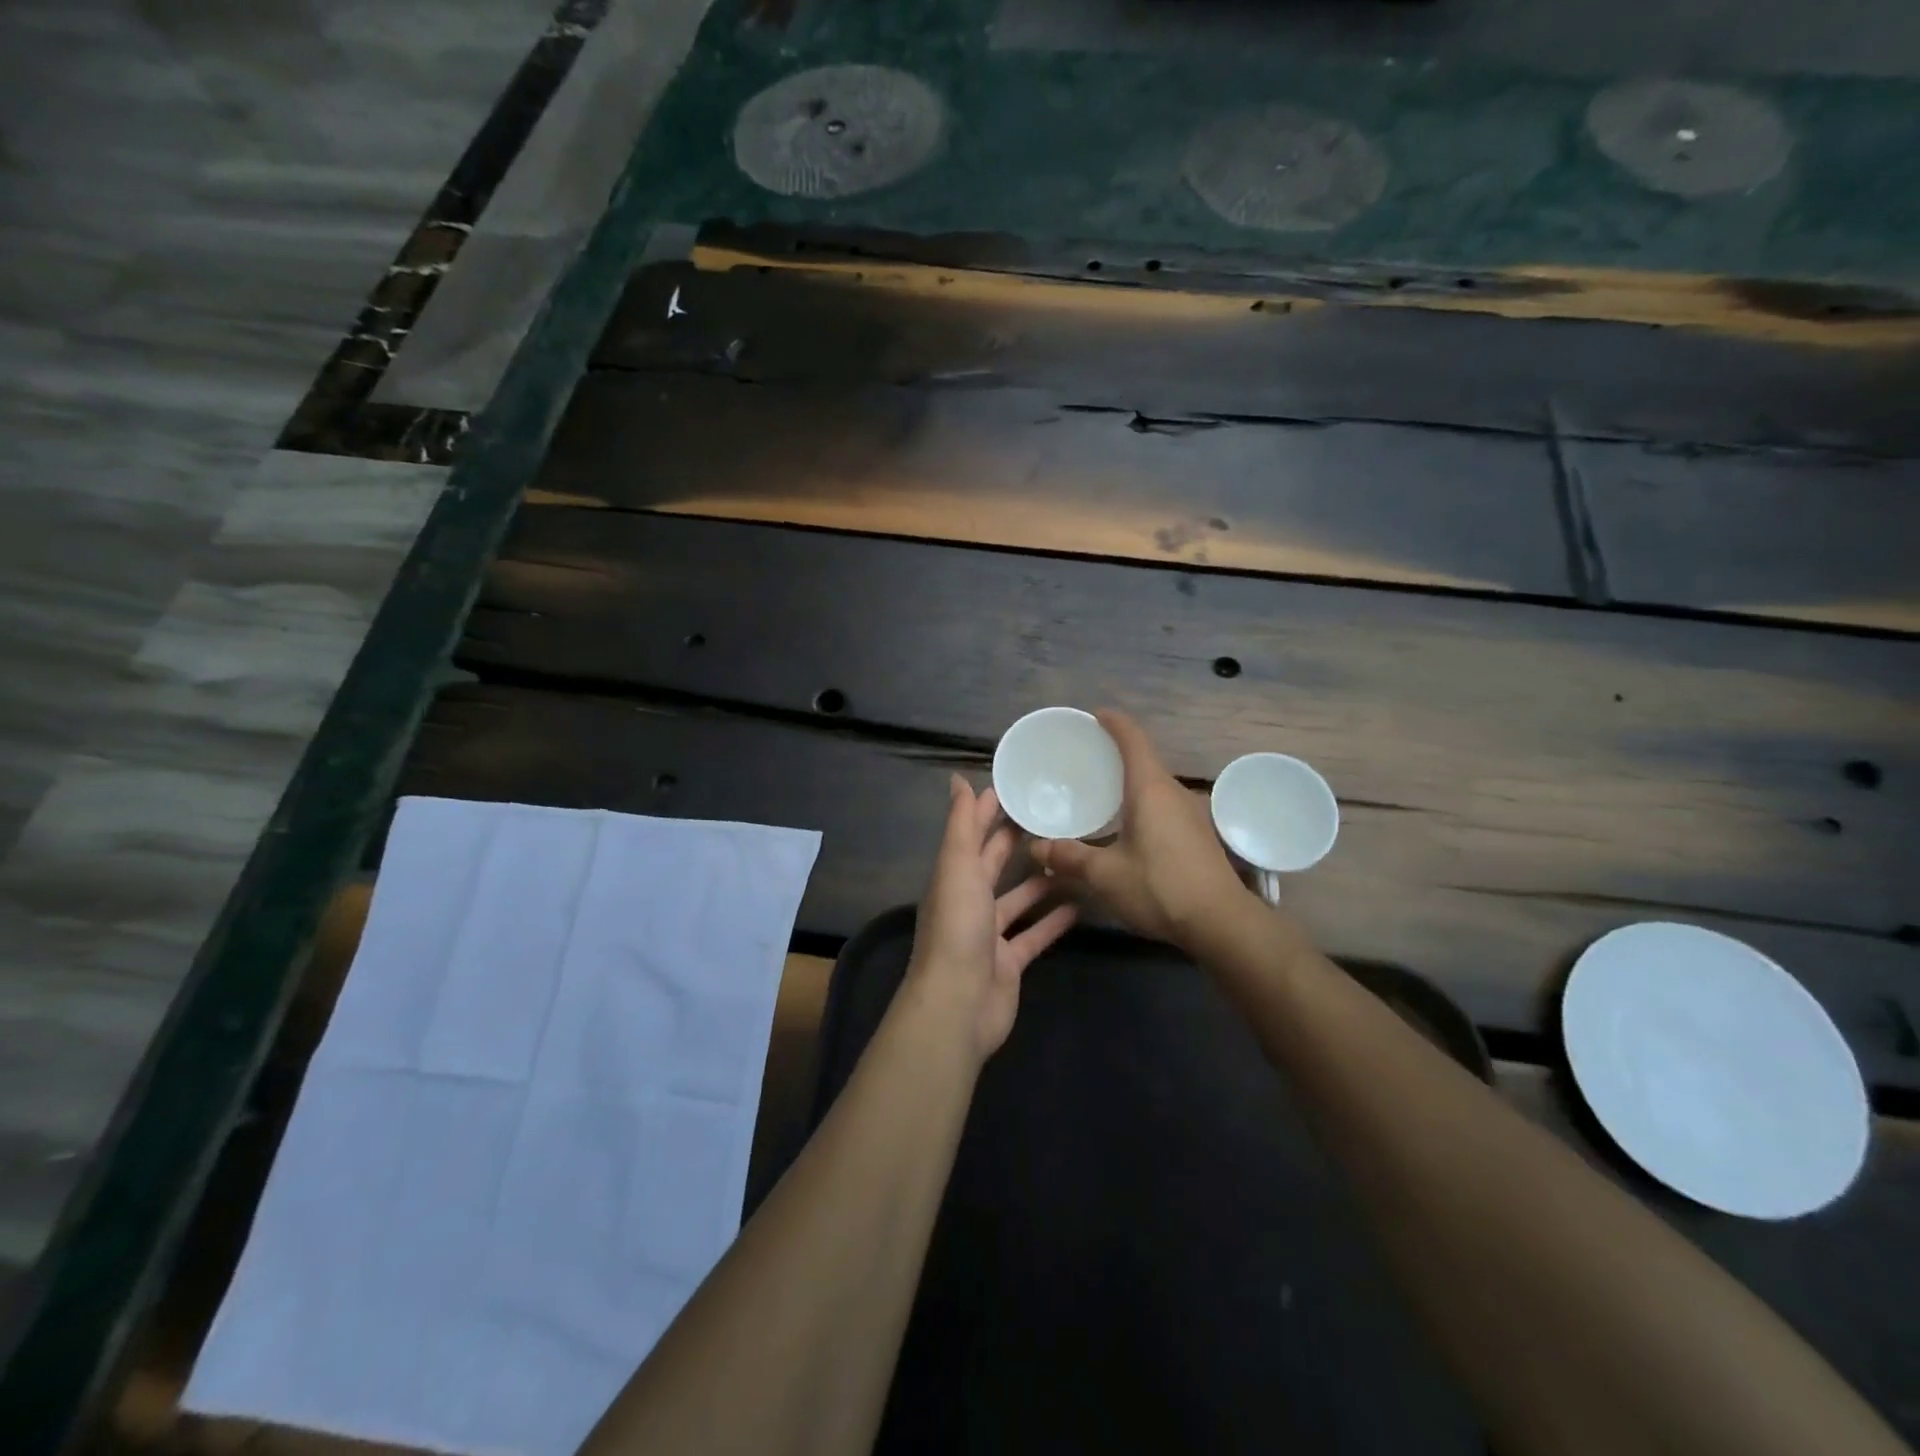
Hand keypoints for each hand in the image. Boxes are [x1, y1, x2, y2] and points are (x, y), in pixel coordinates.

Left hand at [905, 775, 1078, 1062]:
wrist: (959, 1004)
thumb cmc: (958, 928)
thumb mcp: (958, 867)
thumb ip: (961, 825)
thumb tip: (956, 779)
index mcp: (954, 876)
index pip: (971, 834)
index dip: (988, 810)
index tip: (1017, 787)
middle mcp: (969, 901)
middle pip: (994, 864)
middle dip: (1017, 840)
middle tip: (1053, 815)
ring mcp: (990, 934)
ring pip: (1018, 899)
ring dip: (1041, 881)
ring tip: (1074, 856)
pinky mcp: (1010, 961)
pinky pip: (1035, 935)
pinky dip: (1054, 921)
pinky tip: (1081, 905)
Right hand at [1031, 710, 1248, 948]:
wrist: (1221, 923)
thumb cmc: (1159, 887)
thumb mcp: (1105, 875)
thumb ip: (1069, 857)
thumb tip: (1035, 848)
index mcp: (1150, 788)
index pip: (1133, 739)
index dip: (1114, 722)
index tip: (1096, 715)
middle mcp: (1174, 792)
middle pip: (1145, 760)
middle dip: (1118, 753)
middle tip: (1088, 758)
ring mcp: (1191, 814)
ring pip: (1156, 785)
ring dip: (1131, 781)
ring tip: (1103, 791)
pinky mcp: (1198, 835)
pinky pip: (1164, 805)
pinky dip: (1142, 803)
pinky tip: (1128, 826)